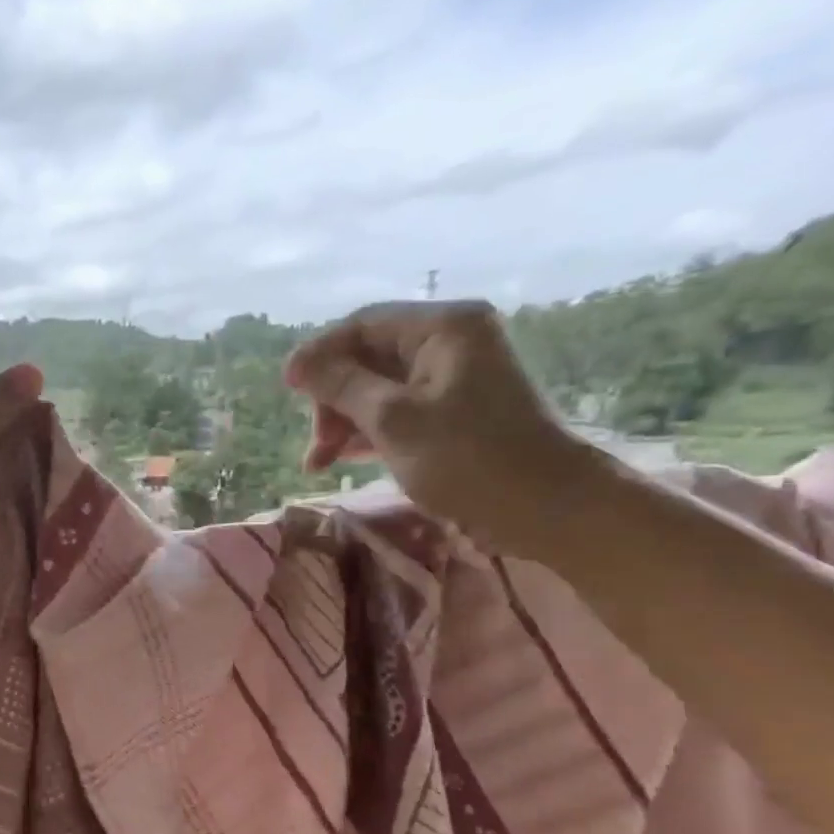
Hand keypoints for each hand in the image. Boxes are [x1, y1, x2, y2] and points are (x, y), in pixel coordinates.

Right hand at [284, 300, 591, 551]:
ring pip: (375, 387)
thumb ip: (340, 386)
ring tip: (320, 462)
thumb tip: (296, 363)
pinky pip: (394, 409)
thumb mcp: (393, 420)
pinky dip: (366, 432)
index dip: (319, 355)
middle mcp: (449, 342)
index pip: (362, 324)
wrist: (547, 509)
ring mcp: (451, 377)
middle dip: (332, 398)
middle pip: (366, 357)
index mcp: (443, 328)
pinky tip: (342, 459)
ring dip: (343, 421)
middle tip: (316, 442)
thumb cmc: (468, 458)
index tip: (287, 390)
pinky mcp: (451, 410)